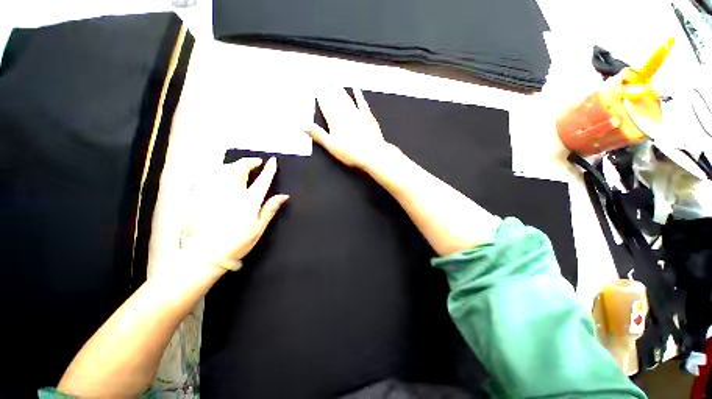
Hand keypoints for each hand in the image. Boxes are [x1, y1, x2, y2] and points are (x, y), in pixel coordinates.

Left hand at [181, 157, 288, 271]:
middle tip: (256, 162)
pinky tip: (221, 174)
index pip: (262, 180)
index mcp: (248, 202)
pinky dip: (218, 172)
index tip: (273, 161)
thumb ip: (270, 209)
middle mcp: (231, 194)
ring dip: (234, 165)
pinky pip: (209, 177)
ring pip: (223, 170)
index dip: (269, 169)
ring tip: (240, 166)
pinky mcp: (201, 197)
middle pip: (240, 169)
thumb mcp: (259, 228)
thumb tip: (283, 196)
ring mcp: (214, 194)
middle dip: (249, 162)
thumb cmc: (237, 243)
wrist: (206, 255)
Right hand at [306, 88, 391, 169]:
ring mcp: (357, 115)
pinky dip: (359, 95)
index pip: (326, 106)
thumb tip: (303, 125)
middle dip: (329, 90)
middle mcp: (345, 115)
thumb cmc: (351, 152)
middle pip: (335, 100)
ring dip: (340, 90)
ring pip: (346, 99)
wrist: (371, 153)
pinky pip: (362, 103)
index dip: (320, 97)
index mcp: (335, 122)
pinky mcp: (368, 117)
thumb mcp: (331, 145)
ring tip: (335, 82)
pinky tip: (356, 88)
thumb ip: (317, 134)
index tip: (316, 87)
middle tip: (324, 80)